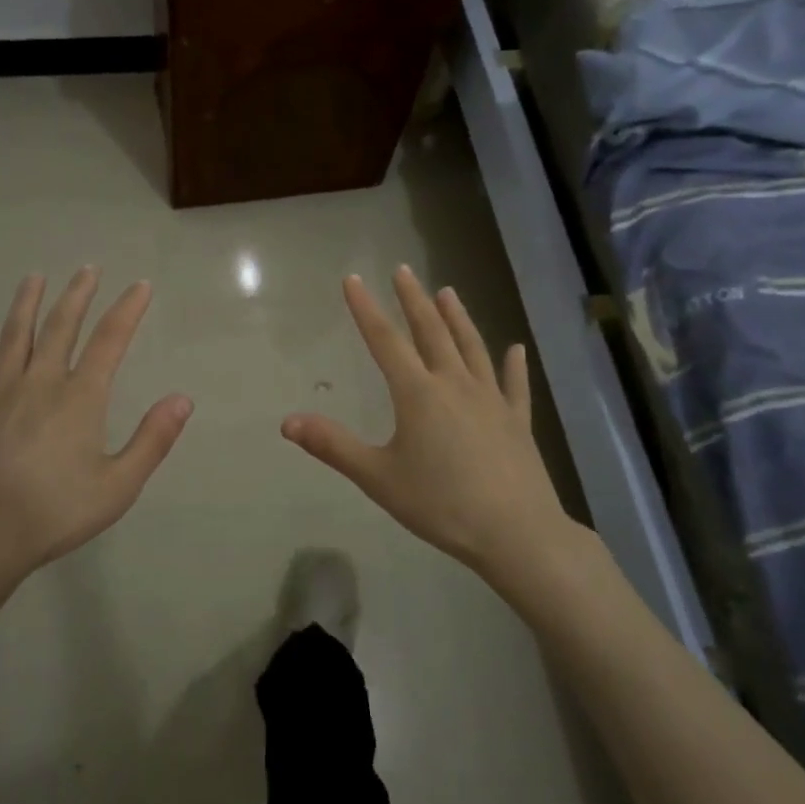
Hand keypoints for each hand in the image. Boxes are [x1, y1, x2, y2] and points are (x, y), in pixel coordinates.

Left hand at [0, 268, 192, 581]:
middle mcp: (41, 383)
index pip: (110, 341)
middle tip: (88, 268)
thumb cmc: (54, 513)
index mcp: (80, 398)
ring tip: (34, 277)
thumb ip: (152, 440)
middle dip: (78, 295)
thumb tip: (183, 398)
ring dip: (26, 304)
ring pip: (15, 337)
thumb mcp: (118, 486)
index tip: (141, 285)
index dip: (128, 310)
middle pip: (61, 327)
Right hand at [282, 267, 579, 577]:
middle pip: (431, 332)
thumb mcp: (378, 477)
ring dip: (458, 318)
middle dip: (413, 300)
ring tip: (448, 292)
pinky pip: (515, 385)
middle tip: (403, 271)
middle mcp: (455, 385)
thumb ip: (333, 446)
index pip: (385, 341)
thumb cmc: (440, 504)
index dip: (366, 309)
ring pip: (471, 348)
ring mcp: (491, 400)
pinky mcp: (517, 421)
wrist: (515, 533)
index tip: (354, 279)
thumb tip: (287, 421)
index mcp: (418, 394)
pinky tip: (516, 349)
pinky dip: (514, 365)